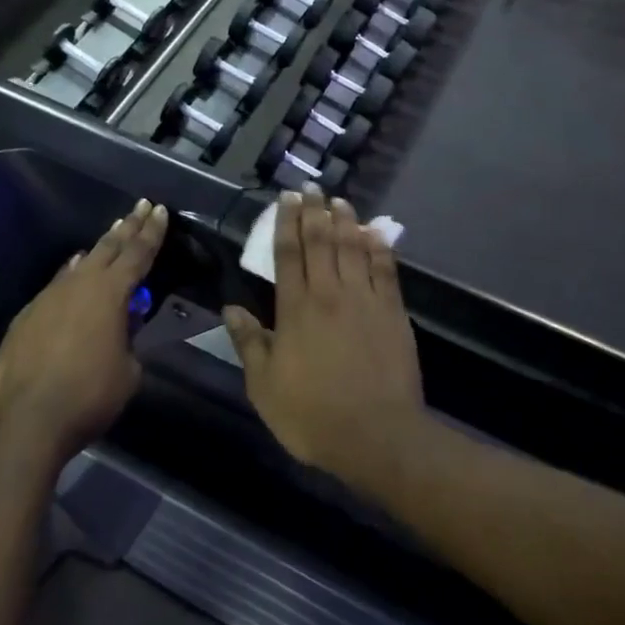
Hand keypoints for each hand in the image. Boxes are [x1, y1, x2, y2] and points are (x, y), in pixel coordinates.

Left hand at [0, 200, 166, 461]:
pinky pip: (57, 287)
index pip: (138, 254)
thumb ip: (128, 341)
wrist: (26, 419)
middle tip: (140, 206)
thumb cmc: (89, 396)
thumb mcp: (128, 371)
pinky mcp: (25, 317)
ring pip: (78, 266)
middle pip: (108, 247)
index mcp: (110, 293)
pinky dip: (71, 278)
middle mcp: (78, 285)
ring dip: (98, 252)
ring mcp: (47, 298)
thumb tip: (119, 328)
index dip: (151, 232)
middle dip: (127, 226)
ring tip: (110, 237)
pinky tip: (72, 278)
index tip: (158, 209)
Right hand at [224, 190, 424, 488]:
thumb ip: (250, 343)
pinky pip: (386, 270)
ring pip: (353, 249)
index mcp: (296, 310)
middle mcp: (330, 295)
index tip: (286, 199)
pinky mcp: (393, 313)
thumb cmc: (312, 415)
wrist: (377, 437)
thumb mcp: (265, 386)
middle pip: (321, 243)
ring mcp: (365, 301)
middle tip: (311, 187)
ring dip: (345, 222)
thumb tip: (231, 308)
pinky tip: (376, 232)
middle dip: (314, 212)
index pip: (288, 255)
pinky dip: (380, 248)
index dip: (285, 224)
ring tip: (339, 200)